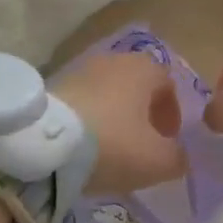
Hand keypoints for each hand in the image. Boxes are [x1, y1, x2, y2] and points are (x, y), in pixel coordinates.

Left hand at [55, 50, 187, 193]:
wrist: (44, 145)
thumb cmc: (113, 145)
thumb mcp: (158, 161)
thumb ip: (178, 158)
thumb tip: (178, 156)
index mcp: (145, 69)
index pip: (168, 86)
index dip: (172, 115)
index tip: (167, 141)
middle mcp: (114, 60)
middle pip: (137, 87)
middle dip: (142, 114)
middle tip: (141, 144)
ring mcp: (80, 70)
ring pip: (108, 94)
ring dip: (114, 117)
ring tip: (109, 148)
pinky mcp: (52, 85)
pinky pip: (81, 102)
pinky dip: (88, 120)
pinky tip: (82, 146)